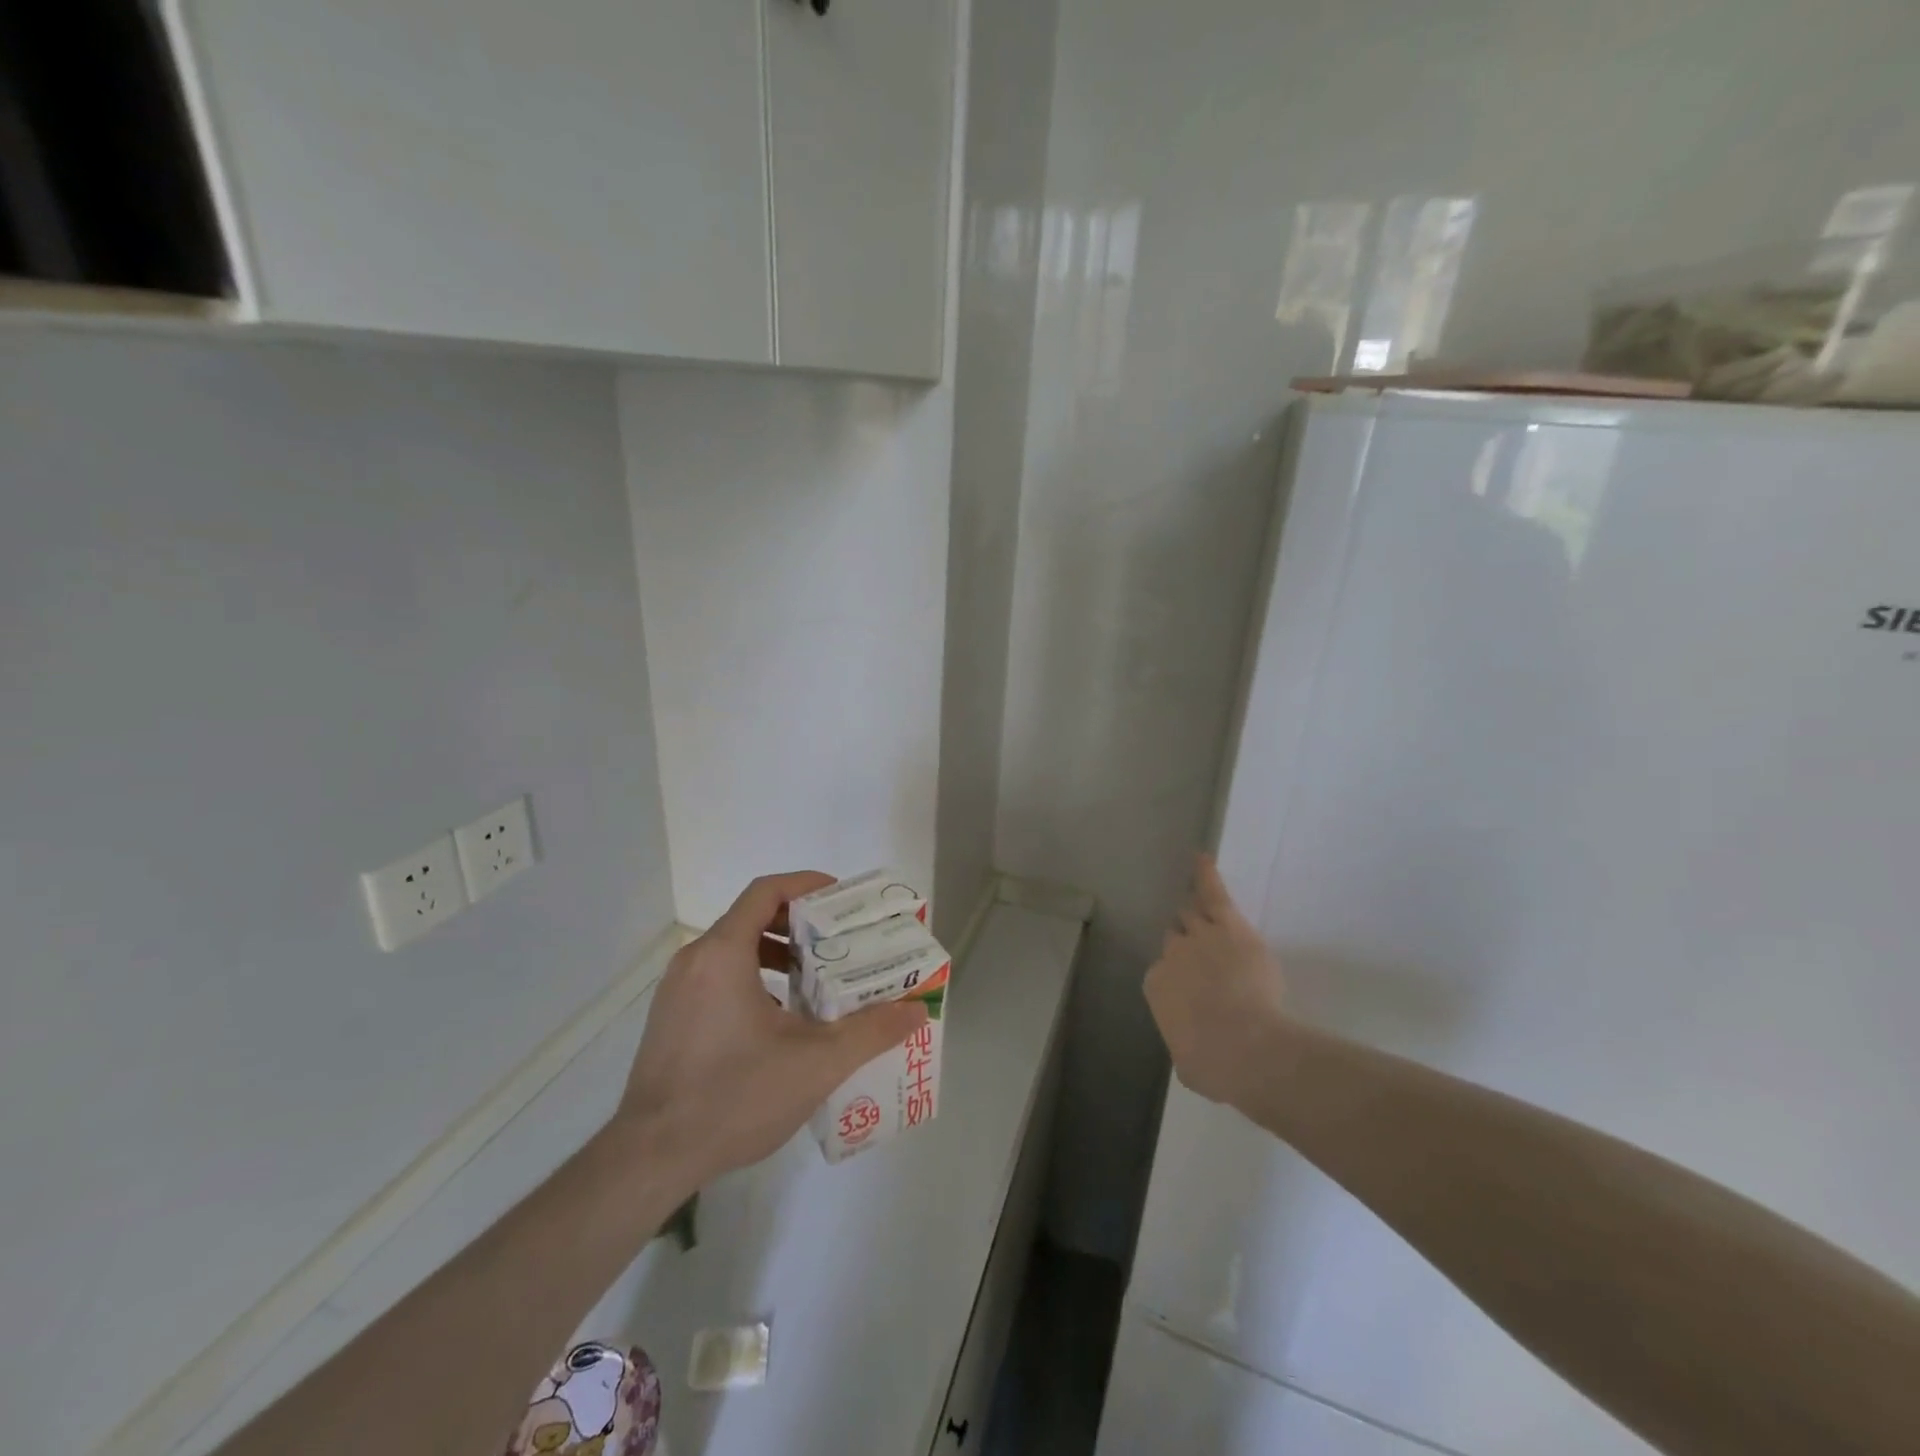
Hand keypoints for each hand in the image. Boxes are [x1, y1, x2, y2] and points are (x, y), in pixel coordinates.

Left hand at [617, 872, 927, 1183]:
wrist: (650, 1160)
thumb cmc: (734, 1096)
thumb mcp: (816, 1063)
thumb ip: (871, 1031)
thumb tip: (917, 1010)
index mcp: (723, 953)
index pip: (766, 891)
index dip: (806, 885)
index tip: (841, 901)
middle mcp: (694, 961)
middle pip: (751, 918)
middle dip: (798, 925)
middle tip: (838, 945)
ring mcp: (676, 992)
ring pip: (733, 951)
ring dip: (776, 955)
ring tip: (815, 983)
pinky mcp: (669, 1020)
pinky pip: (717, 979)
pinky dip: (752, 980)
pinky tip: (778, 1022)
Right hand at [1144, 856, 1287, 1108]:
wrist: (1246, 1047)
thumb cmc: (1214, 1064)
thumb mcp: (1189, 1063)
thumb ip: (1185, 1045)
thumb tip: (1192, 1049)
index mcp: (1157, 985)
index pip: (1165, 972)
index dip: (1181, 979)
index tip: (1196, 990)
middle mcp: (1172, 954)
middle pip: (1176, 939)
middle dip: (1186, 946)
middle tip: (1200, 955)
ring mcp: (1200, 936)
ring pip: (1191, 915)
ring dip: (1193, 914)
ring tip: (1192, 900)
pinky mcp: (1229, 926)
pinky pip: (1213, 893)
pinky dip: (1205, 875)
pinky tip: (1201, 858)